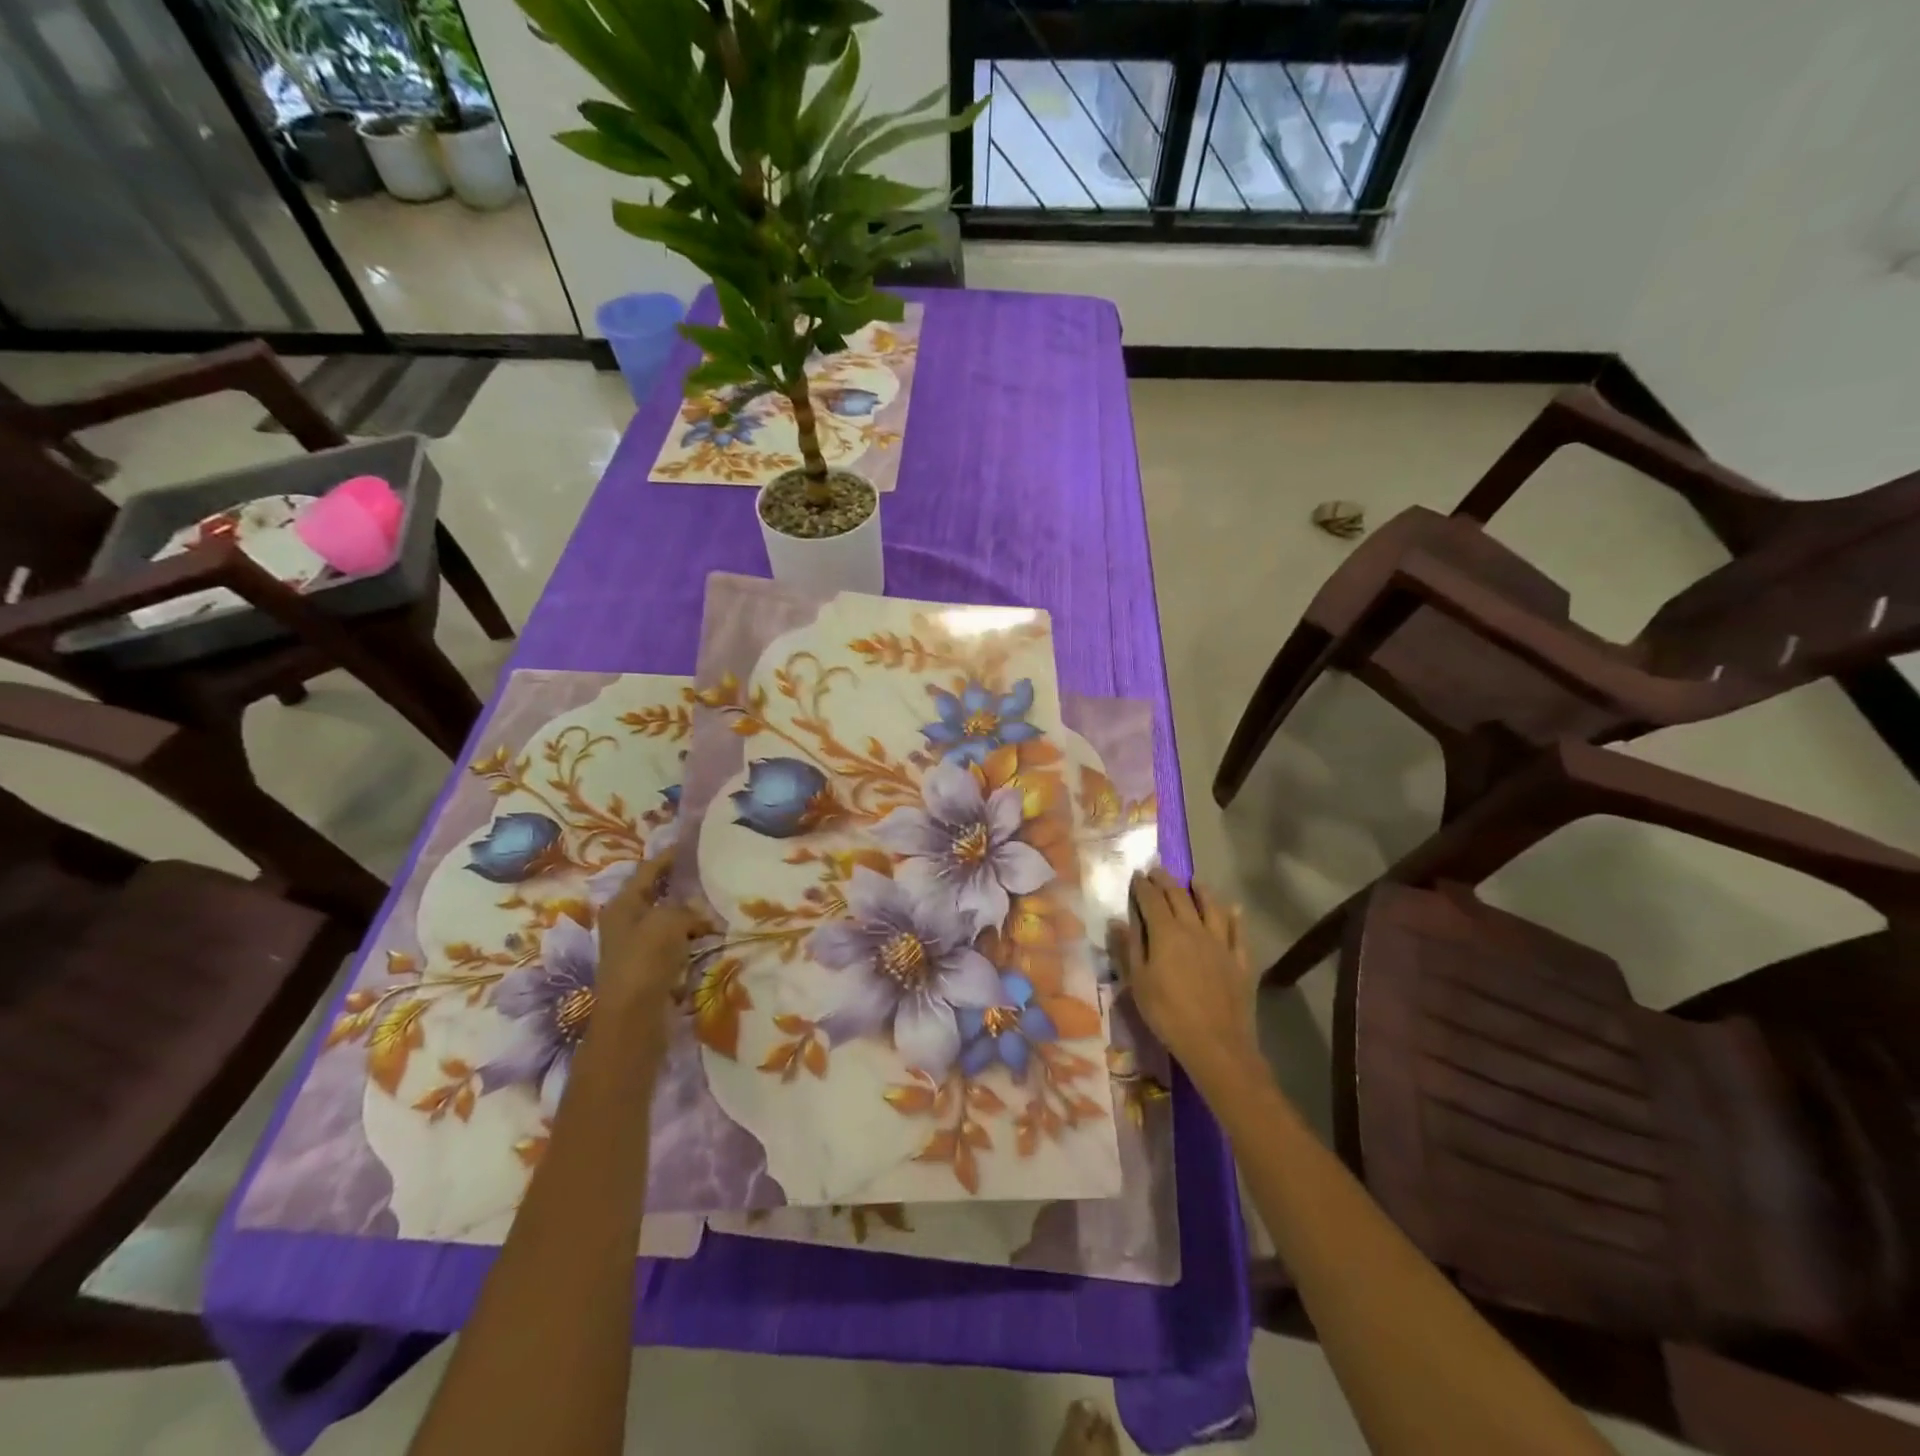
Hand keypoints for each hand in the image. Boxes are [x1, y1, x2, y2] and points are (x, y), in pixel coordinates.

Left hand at [594, 852, 699, 1030]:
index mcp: (622, 905)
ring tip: (718, 906)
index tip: (692, 845)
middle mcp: (625, 923)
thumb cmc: (645, 962)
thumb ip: (685, 908)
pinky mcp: (650, 969)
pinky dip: (691, 939)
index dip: (669, 857)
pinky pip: (674, 944)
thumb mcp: (668, 922)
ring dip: (690, 915)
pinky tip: (711, 938)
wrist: (632, 1021)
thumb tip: (697, 912)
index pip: (647, 870)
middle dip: (683, 887)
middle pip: (657, 896)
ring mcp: (636, 948)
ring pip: (668, 921)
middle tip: (712, 875)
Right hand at [1124, 869, 1260, 1088]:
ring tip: (1195, 881)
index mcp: (1166, 933)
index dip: (1143, 886)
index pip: (1151, 900)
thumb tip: (1116, 921)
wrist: (1216, 1044)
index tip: (1137, 875)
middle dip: (1166, 881)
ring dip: (1202, 891)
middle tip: (1158, 871)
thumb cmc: (1167, 1013)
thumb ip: (1128, 948)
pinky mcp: (1239, 960)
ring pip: (1212, 908)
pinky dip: (1235, 917)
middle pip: (1180, 897)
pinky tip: (1234, 909)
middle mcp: (1194, 929)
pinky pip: (1238, 932)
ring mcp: (1221, 943)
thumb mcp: (1138, 982)